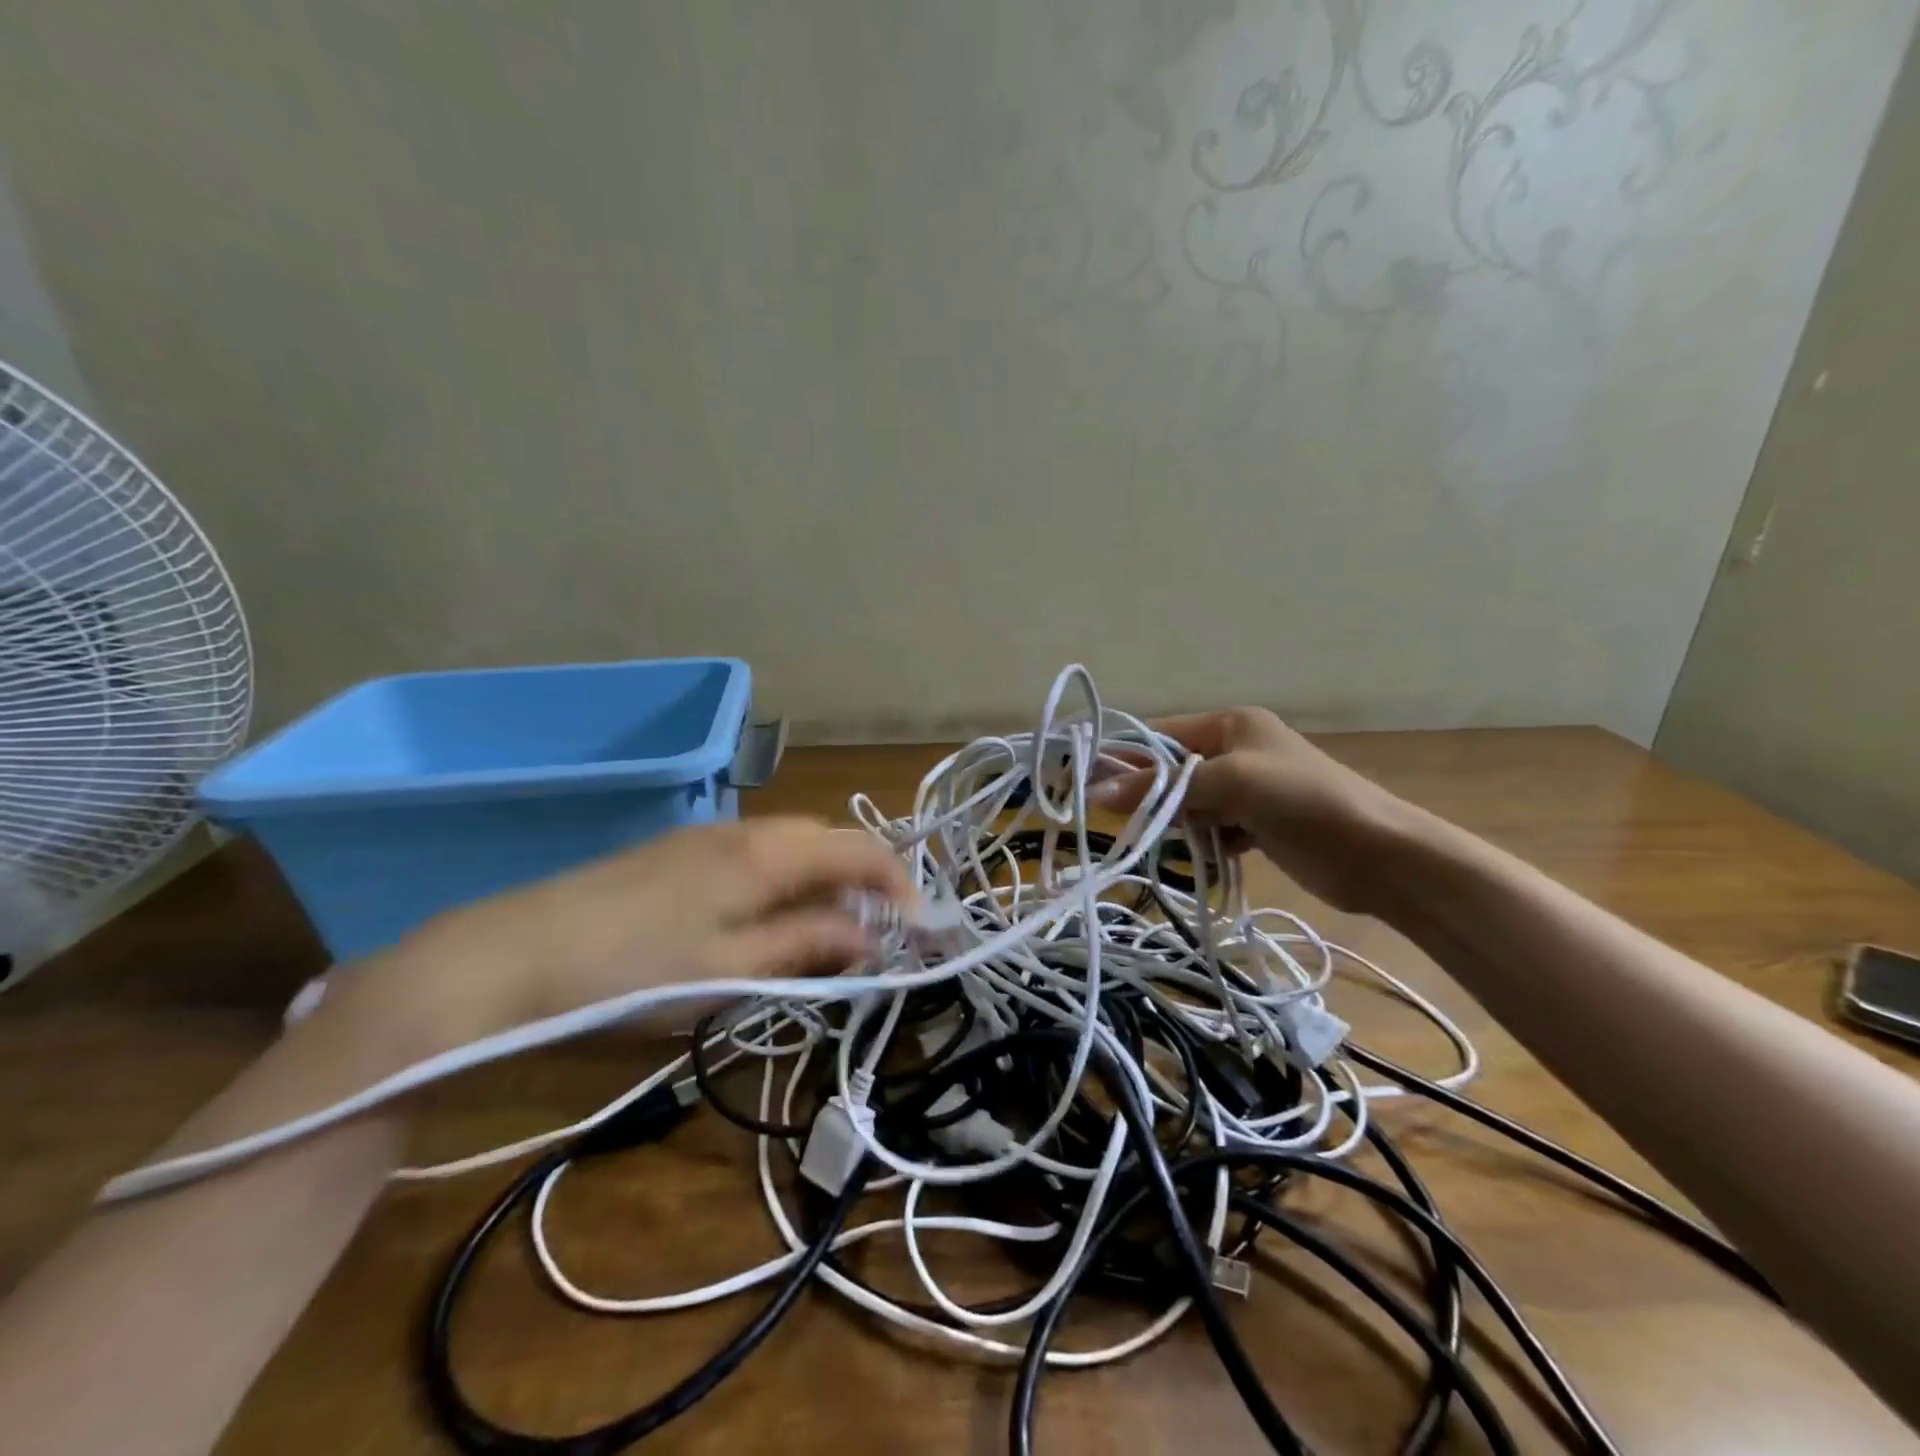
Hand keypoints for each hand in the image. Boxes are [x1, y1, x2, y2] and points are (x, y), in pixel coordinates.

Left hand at [360, 817, 918, 1047]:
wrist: (506, 958)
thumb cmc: (631, 973)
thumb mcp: (730, 972)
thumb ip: (807, 947)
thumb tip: (870, 937)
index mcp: (766, 853)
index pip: (860, 850)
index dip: (901, 885)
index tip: (922, 931)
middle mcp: (744, 830)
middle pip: (827, 840)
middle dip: (863, 881)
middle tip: (877, 937)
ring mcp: (705, 837)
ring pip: (790, 847)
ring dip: (822, 882)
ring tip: (828, 935)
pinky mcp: (674, 854)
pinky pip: (753, 857)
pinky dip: (782, 883)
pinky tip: (765, 923)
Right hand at [1094, 707, 1410, 913]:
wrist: (1380, 854)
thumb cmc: (1303, 801)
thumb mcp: (1230, 783)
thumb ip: (1165, 787)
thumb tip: (1097, 794)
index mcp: (1231, 724)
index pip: (1160, 735)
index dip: (1123, 757)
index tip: (1084, 780)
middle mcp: (1236, 749)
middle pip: (1171, 770)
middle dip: (1150, 794)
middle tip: (1122, 820)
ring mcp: (1248, 788)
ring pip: (1189, 802)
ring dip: (1177, 822)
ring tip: (1171, 840)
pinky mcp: (1258, 824)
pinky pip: (1212, 827)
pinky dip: (1203, 841)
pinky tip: (1206, 854)